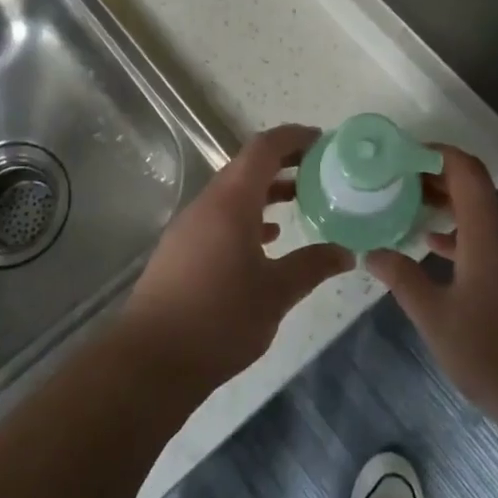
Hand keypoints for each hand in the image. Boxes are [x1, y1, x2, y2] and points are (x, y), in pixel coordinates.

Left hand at [120, 124, 354, 393]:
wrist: (151, 360)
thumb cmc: (219, 319)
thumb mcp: (276, 293)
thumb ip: (312, 266)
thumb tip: (345, 253)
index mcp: (231, 202)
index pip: (263, 149)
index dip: (293, 138)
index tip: (323, 141)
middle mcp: (208, 204)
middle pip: (248, 166)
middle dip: (284, 163)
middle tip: (321, 170)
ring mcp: (191, 226)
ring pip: (234, 192)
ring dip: (267, 190)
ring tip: (302, 200)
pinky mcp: (182, 248)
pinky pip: (221, 215)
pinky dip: (248, 215)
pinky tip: (269, 238)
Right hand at [365, 147, 497, 433]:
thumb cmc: (494, 354)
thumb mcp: (435, 317)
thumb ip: (402, 278)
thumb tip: (371, 253)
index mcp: (489, 232)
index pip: (465, 169)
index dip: (435, 154)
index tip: (403, 157)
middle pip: (475, 190)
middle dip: (435, 183)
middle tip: (396, 187)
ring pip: (485, 218)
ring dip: (450, 212)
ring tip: (411, 217)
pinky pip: (497, 242)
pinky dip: (467, 238)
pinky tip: (441, 256)